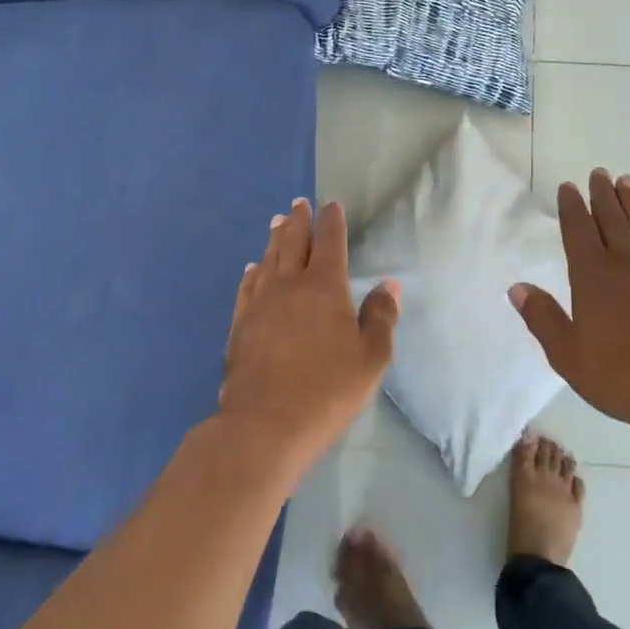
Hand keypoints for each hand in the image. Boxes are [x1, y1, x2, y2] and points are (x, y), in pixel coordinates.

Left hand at [217, 199, 398, 479]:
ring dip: (274, 239)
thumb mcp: (371, 358)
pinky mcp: (240, 325)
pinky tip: (252, 269)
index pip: (329, 241)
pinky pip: (247, 287)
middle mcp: (289, 285)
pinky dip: (252, 272)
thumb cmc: (327, 390)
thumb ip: (381, 317)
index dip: (331, 220)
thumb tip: (388, 284)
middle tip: (298, 204)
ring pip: (268, 261)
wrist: (265, 425)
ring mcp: (260, 304)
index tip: (331, 204)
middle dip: (298, 221)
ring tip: (276, 222)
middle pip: (293, 243)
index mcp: (324, 287)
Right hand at [509, 170, 629, 444]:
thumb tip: (517, 287)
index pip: (578, 231)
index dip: (572, 207)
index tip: (568, 186)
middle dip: (603, 196)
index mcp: (592, 276)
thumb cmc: (619, 374)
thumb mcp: (567, 353)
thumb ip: (542, 317)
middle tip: (599, 173)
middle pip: (611, 221)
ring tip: (628, 183)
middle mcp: (625, 265)